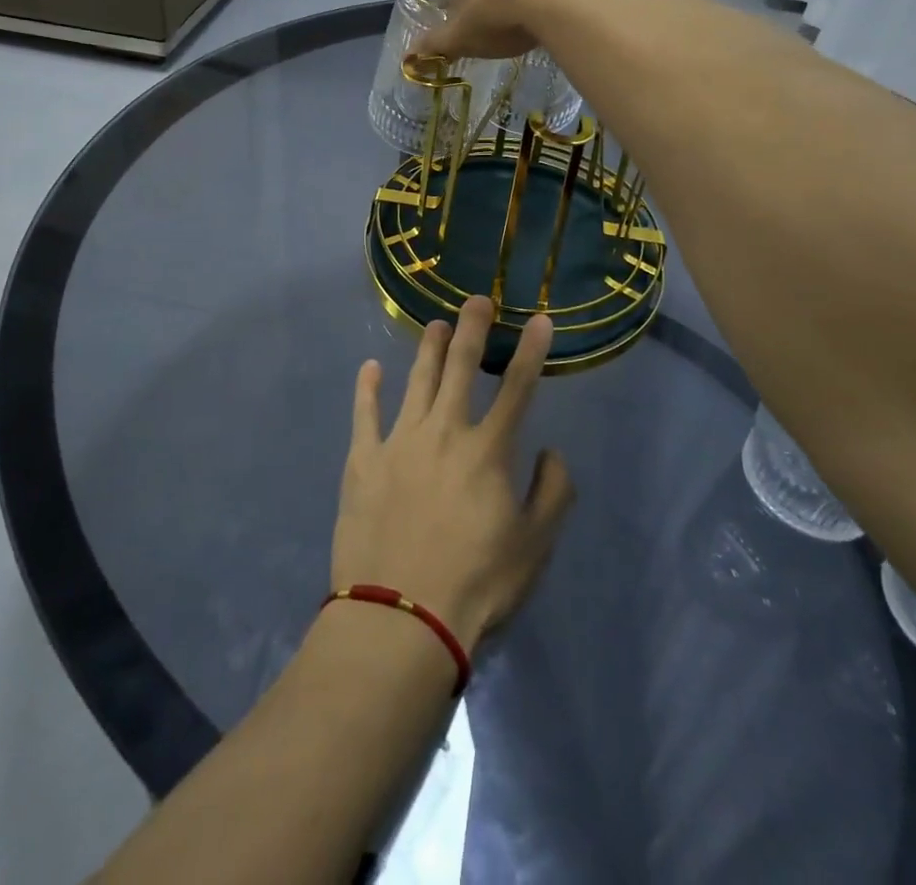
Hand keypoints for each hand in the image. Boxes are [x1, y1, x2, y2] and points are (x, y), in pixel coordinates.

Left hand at [333, 297, 575, 650]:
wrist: (402, 616)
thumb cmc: (476, 584)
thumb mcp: (535, 545)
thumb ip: (552, 492)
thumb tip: (550, 450)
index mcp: (488, 450)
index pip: (517, 387)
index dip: (531, 350)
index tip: (540, 318)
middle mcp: (443, 431)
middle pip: (459, 368)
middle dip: (470, 329)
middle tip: (475, 299)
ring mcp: (399, 441)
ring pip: (416, 381)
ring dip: (427, 348)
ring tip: (433, 323)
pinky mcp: (363, 459)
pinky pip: (365, 414)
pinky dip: (367, 388)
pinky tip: (370, 367)